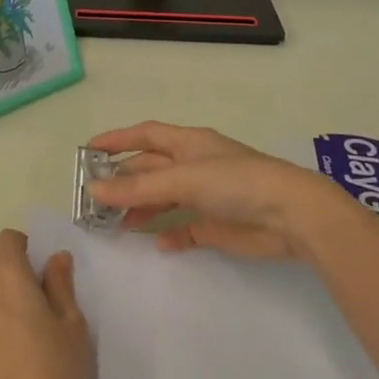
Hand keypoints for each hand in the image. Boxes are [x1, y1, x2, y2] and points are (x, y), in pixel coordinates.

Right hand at [85, 121, 369, 261]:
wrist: (291, 216)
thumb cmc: (236, 183)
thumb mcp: (183, 179)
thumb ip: (138, 188)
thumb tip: (93, 190)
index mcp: (189, 144)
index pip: (145, 135)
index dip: (117, 140)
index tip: (87, 151)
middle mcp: (194, 166)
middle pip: (150, 169)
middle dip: (123, 180)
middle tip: (93, 198)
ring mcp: (205, 196)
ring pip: (163, 199)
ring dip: (140, 209)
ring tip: (114, 224)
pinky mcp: (215, 225)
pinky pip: (183, 229)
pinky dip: (168, 234)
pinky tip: (156, 243)